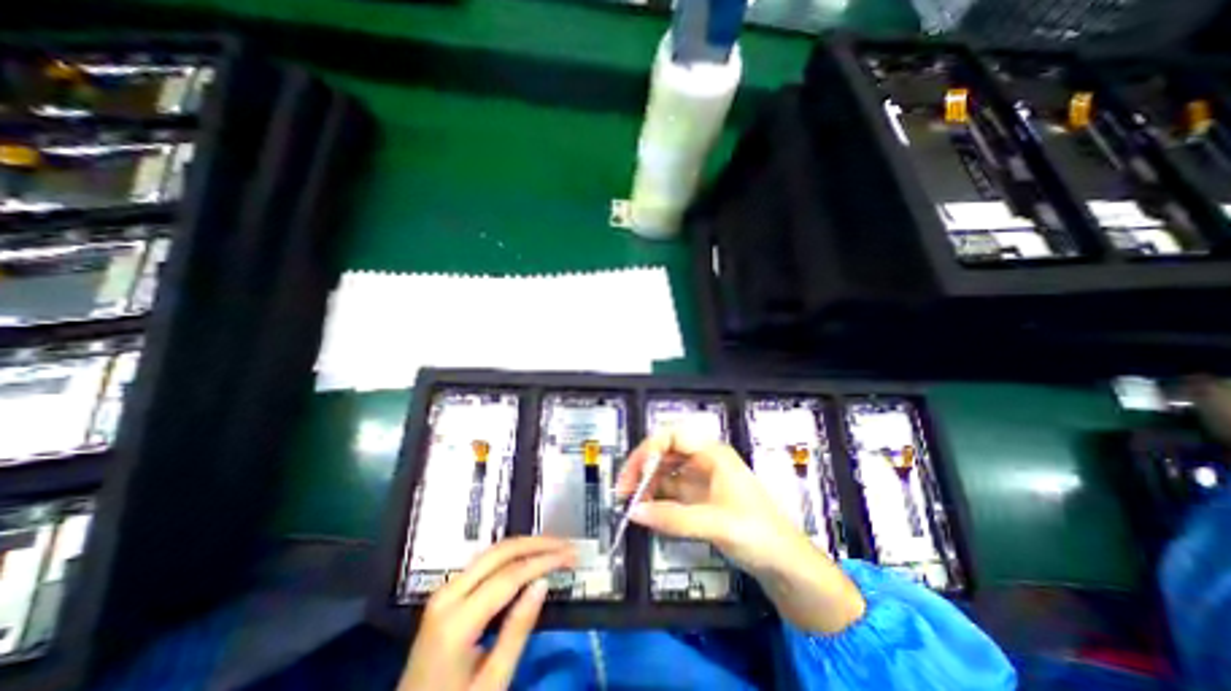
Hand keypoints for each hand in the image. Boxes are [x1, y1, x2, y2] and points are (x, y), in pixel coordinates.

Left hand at [405, 541, 577, 690]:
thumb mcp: (491, 684)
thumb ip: (517, 630)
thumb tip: (543, 583)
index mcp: (456, 621)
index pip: (509, 576)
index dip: (544, 561)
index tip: (571, 556)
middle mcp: (447, 595)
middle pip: (499, 553)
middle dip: (537, 544)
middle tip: (566, 545)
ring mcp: (444, 592)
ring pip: (491, 552)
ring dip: (526, 546)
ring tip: (554, 547)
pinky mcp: (446, 594)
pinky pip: (484, 563)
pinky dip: (511, 555)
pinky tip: (529, 557)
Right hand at [615, 432, 864, 637]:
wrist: (784, 563)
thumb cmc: (757, 533)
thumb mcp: (716, 524)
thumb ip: (674, 518)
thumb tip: (634, 512)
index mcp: (712, 453)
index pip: (673, 436)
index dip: (651, 449)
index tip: (635, 473)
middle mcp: (703, 460)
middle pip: (664, 451)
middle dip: (642, 466)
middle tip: (624, 490)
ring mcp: (699, 478)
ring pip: (664, 470)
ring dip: (646, 482)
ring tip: (632, 503)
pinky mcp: (696, 497)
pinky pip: (669, 490)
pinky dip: (655, 497)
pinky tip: (646, 510)